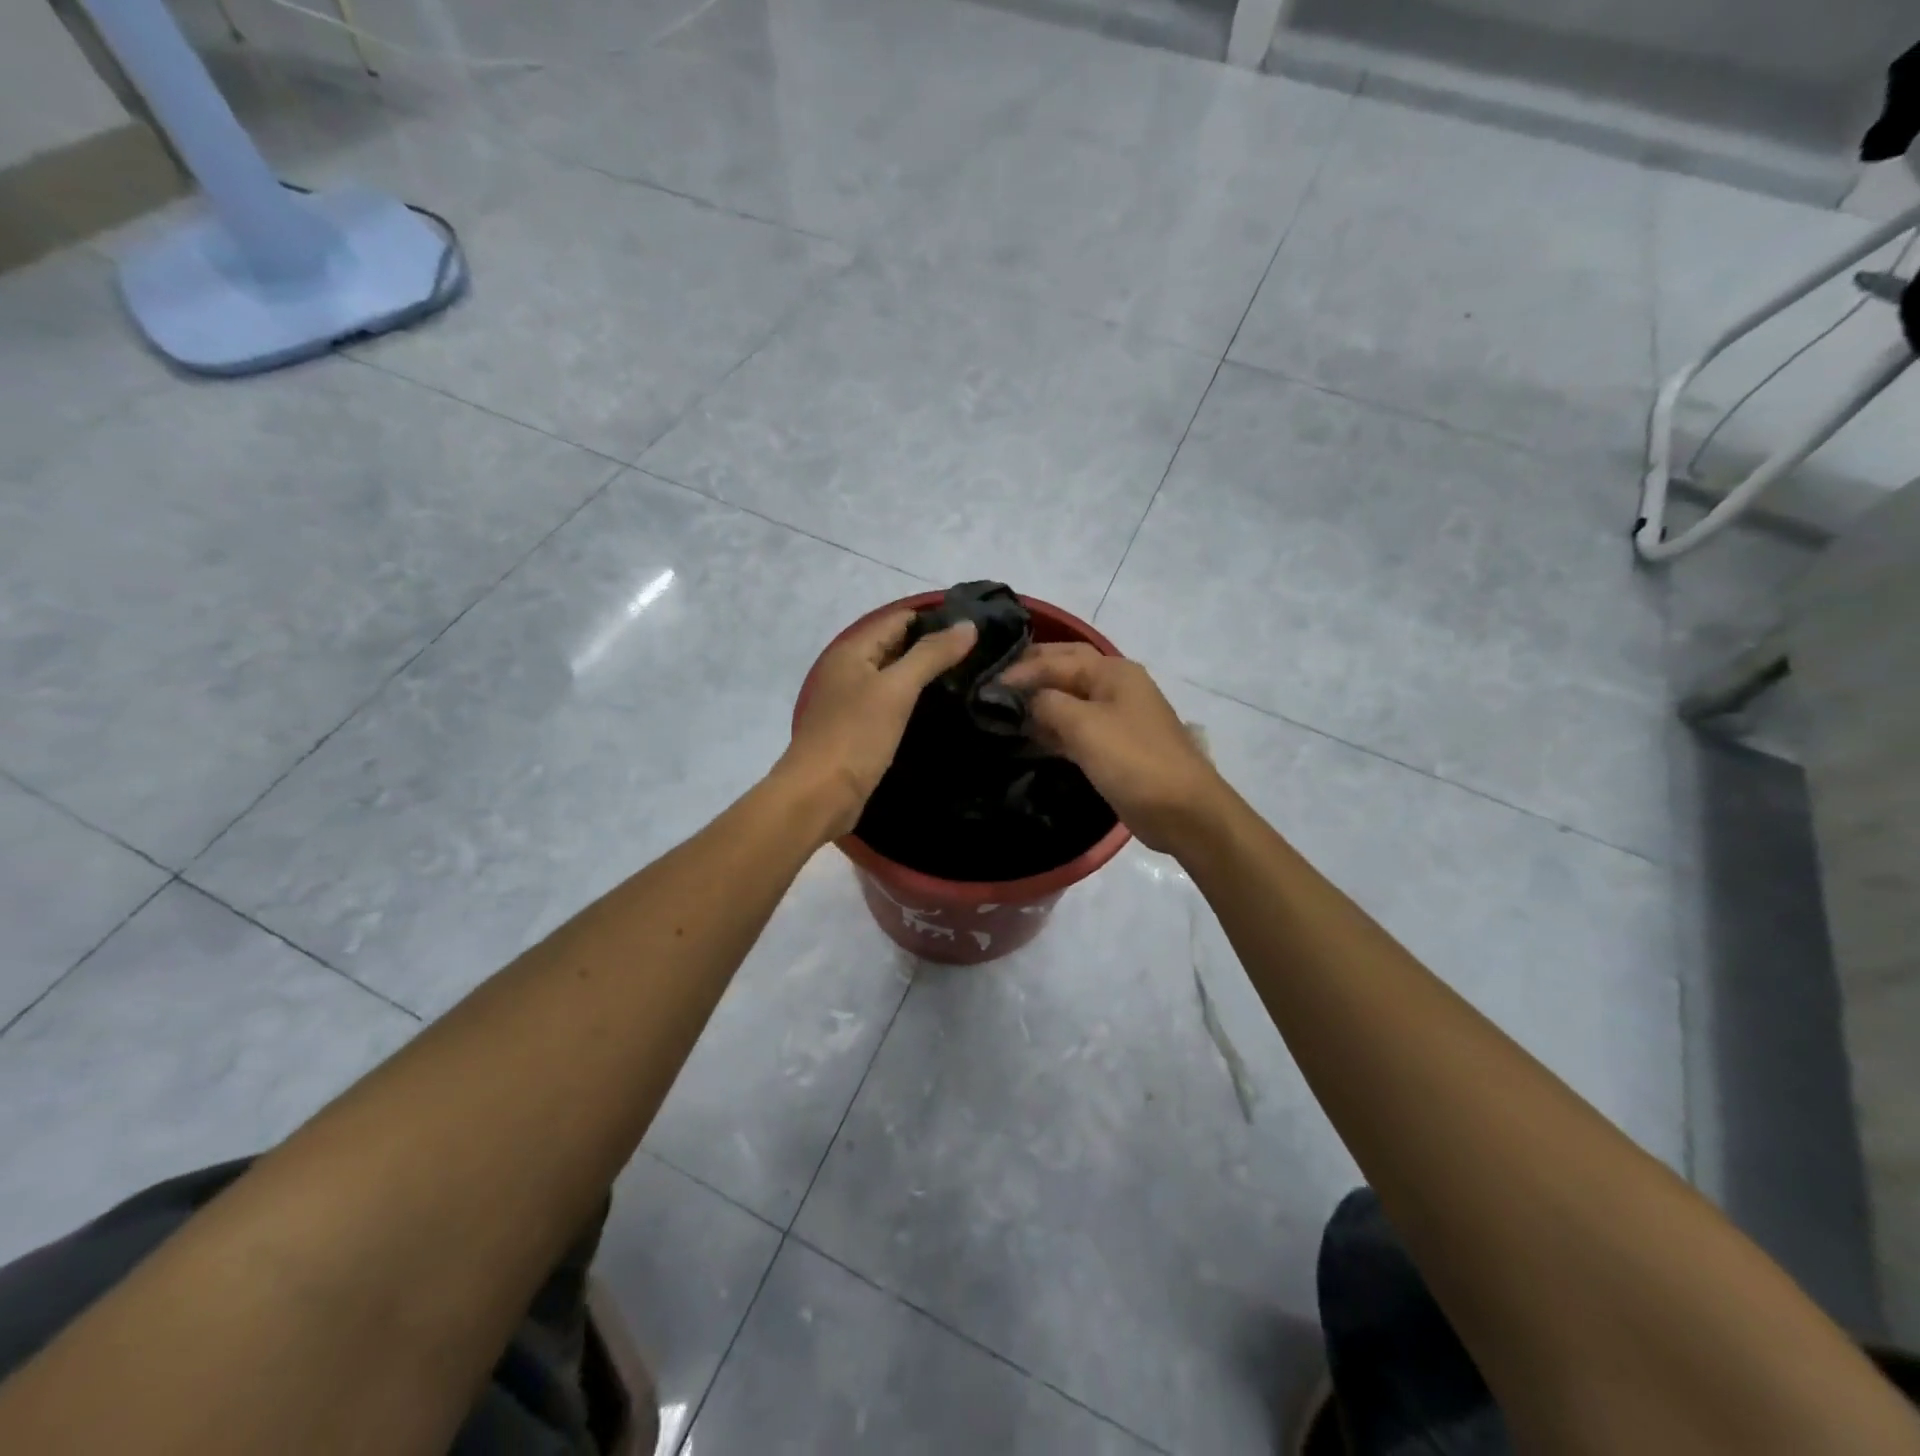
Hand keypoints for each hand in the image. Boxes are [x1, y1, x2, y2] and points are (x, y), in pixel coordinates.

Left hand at [779, 610, 976, 840]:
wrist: (819, 796)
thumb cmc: (856, 736)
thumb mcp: (897, 690)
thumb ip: (931, 655)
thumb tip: (968, 625)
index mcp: (852, 651)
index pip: (899, 619)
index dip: (935, 619)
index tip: (977, 626)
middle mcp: (849, 670)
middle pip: (897, 647)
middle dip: (934, 647)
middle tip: (982, 653)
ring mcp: (852, 701)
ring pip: (896, 677)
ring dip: (926, 676)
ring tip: (972, 677)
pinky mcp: (860, 730)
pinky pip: (892, 705)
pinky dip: (914, 702)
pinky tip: (943, 709)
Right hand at [999, 644, 1226, 853]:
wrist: (1182, 810)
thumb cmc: (1133, 761)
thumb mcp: (1084, 726)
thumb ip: (1047, 703)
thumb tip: (1021, 697)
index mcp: (1112, 671)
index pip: (1055, 659)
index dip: (1019, 670)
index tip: (983, 686)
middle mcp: (1113, 686)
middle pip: (1063, 670)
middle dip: (1029, 676)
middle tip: (991, 688)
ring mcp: (1114, 717)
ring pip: (1067, 700)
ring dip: (1037, 704)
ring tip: (999, 712)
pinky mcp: (1111, 746)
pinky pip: (1074, 728)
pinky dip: (1049, 728)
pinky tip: (1024, 736)